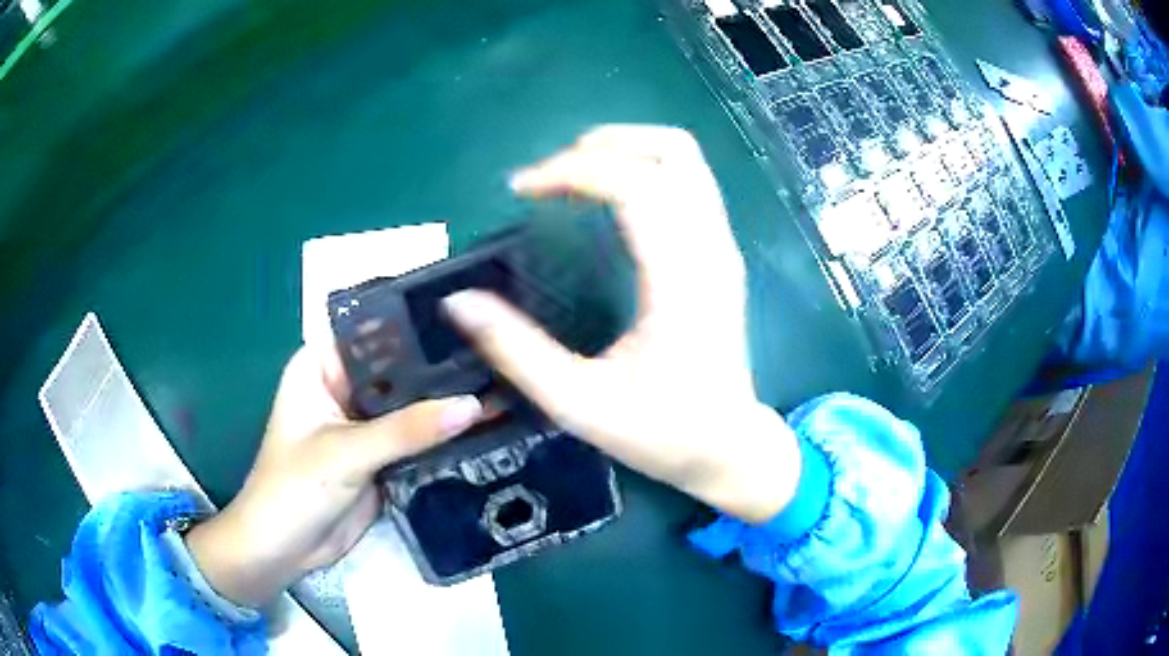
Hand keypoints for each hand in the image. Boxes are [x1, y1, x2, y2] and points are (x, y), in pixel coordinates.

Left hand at [184, 346, 482, 607]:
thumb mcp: (346, 453)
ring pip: (411, 405)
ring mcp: (365, 423)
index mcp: (322, 367)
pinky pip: (417, 438)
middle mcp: (345, 387)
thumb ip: (407, 430)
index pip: (372, 331)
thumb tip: (473, 405)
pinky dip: (443, 435)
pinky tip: (485, 424)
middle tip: (496, 352)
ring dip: (446, 403)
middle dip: (439, 366)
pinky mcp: (381, 455)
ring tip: (501, 383)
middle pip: (398, 369)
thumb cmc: (295, 489)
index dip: (414, 323)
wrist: (286, 550)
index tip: (466, 314)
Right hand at [444, 125, 799, 522]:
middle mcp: (710, 249)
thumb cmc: (661, 432)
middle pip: (670, 151)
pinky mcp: (721, 252)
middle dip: (601, 145)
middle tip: (548, 174)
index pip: (635, 185)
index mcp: (680, 281)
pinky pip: (689, 181)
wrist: (728, 447)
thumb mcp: (579, 404)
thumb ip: (516, 351)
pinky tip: (609, 192)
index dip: (572, 171)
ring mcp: (722, 246)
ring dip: (627, 148)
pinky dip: (645, 167)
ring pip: (685, 158)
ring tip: (574, 170)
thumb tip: (458, 303)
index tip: (520, 189)